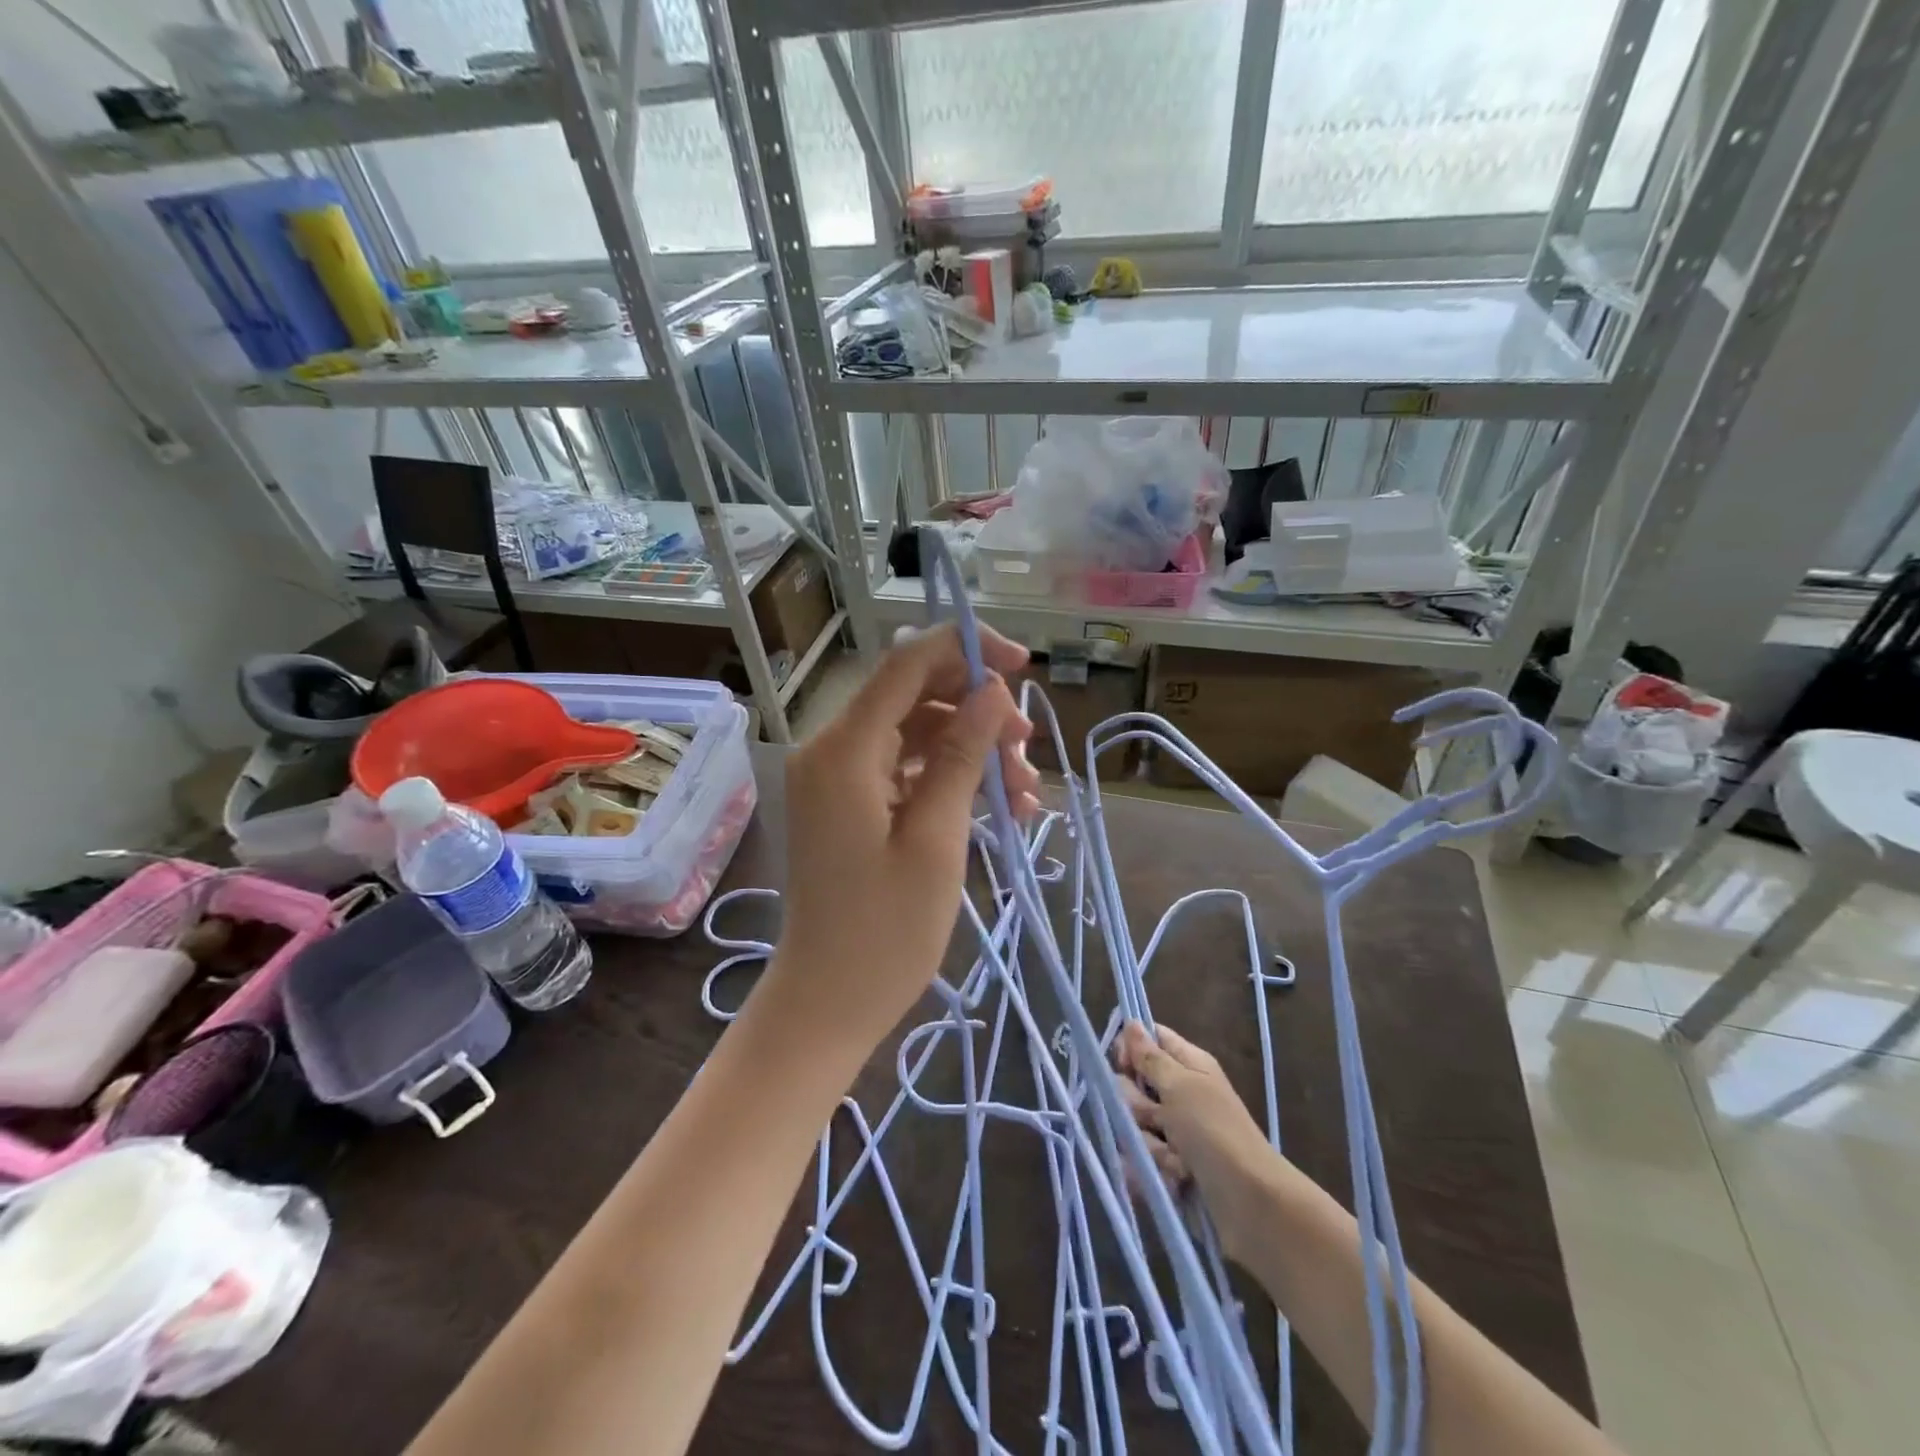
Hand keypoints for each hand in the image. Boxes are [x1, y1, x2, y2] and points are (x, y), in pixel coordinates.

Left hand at [772, 623, 1040, 1049]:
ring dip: (972, 751)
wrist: (827, 1003)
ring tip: (1025, 793)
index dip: (966, 652)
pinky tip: (1000, 807)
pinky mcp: (848, 805)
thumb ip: (961, 755)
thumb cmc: (885, 932)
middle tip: (1027, 750)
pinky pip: (904, 770)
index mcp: (844, 750)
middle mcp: (832, 750)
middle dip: (976, 712)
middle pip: (913, 697)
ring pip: (915, 734)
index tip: (1022, 666)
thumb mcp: (937, 838)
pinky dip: (949, 779)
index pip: (905, 666)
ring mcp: (837, 779)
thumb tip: (992, 692)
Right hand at [1113, 1020, 1288, 1262]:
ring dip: (1149, 1144)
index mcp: (1188, 1065)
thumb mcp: (1181, 1087)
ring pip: (1133, 1125)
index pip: (1149, 1040)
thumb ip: (1150, 1058)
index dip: (1130, 1049)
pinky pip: (1140, 1160)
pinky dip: (1153, 1171)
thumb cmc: (1216, 1133)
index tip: (1122, 1064)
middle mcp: (1180, 1094)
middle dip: (1137, 1106)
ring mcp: (1174, 1133)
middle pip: (1132, 1085)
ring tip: (1175, 1160)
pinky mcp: (1169, 1167)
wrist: (1251, 1205)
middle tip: (1158, 1119)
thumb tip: (1131, 1022)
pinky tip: (1172, 1180)